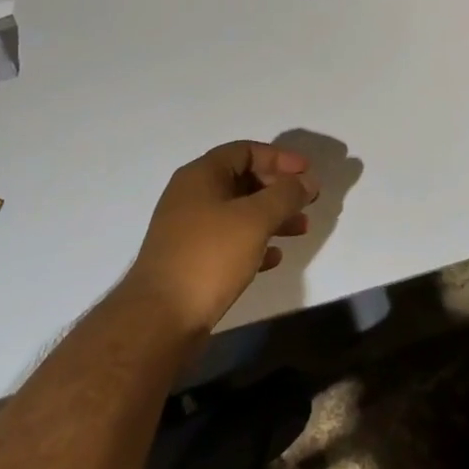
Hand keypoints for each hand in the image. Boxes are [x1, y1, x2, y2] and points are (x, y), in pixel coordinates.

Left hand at [126, 141, 318, 334]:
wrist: (160, 318)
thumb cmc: (209, 256)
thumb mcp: (255, 219)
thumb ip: (286, 195)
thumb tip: (307, 181)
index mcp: (201, 176)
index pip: (245, 151)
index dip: (279, 157)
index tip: (307, 173)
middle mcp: (192, 197)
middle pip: (243, 180)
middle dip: (279, 189)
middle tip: (308, 201)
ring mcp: (189, 230)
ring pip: (239, 213)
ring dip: (272, 217)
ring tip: (301, 229)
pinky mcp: (191, 260)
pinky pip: (229, 242)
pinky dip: (255, 243)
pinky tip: (274, 258)